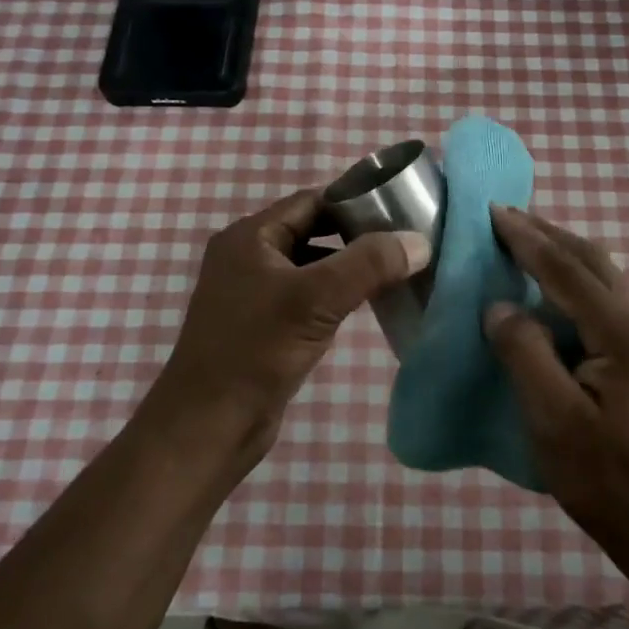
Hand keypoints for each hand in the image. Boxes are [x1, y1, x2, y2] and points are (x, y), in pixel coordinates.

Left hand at [150, 189, 429, 465]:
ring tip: (395, 270)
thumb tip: (420, 241)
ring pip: (311, 266)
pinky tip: (366, 305)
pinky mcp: (262, 326)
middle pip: (312, 231)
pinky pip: (306, 297)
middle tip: (405, 242)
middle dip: (356, 236)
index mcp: (249, 237)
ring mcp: (253, 293)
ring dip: (348, 268)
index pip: (311, 201)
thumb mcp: (317, 299)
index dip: (355, 202)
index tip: (399, 210)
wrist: (208, 427)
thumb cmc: (256, 350)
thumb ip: (369, 264)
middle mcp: (248, 257)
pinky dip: (335, 296)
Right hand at [484, 205, 628, 565]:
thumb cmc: (608, 477)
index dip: (526, 239)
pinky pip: (604, 300)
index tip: (493, 211)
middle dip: (547, 234)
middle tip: (506, 218)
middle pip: (591, 261)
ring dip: (562, 255)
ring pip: (602, 278)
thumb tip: (499, 307)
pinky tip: (552, 296)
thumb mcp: (554, 420)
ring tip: (524, 246)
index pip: (565, 269)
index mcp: (620, 332)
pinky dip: (573, 281)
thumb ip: (525, 354)